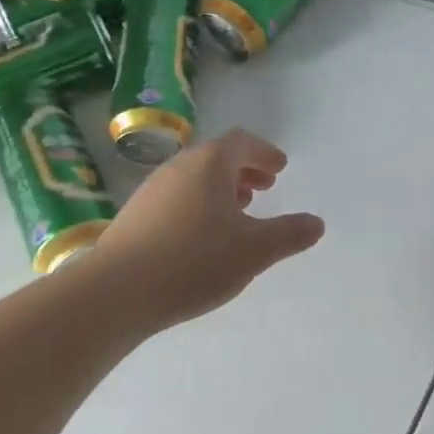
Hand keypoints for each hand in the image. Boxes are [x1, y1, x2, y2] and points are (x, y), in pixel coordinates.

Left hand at [93, 128, 324, 328]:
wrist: (116, 292)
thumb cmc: (194, 260)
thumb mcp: (253, 250)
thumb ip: (288, 234)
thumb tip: (316, 223)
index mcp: (208, 164)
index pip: (241, 142)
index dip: (264, 152)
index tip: (279, 169)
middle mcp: (178, 168)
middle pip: (216, 157)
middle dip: (244, 169)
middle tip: (264, 187)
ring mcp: (151, 191)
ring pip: (194, 178)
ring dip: (220, 188)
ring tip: (238, 211)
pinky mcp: (135, 216)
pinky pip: (176, 198)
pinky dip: (199, 204)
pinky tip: (203, 236)